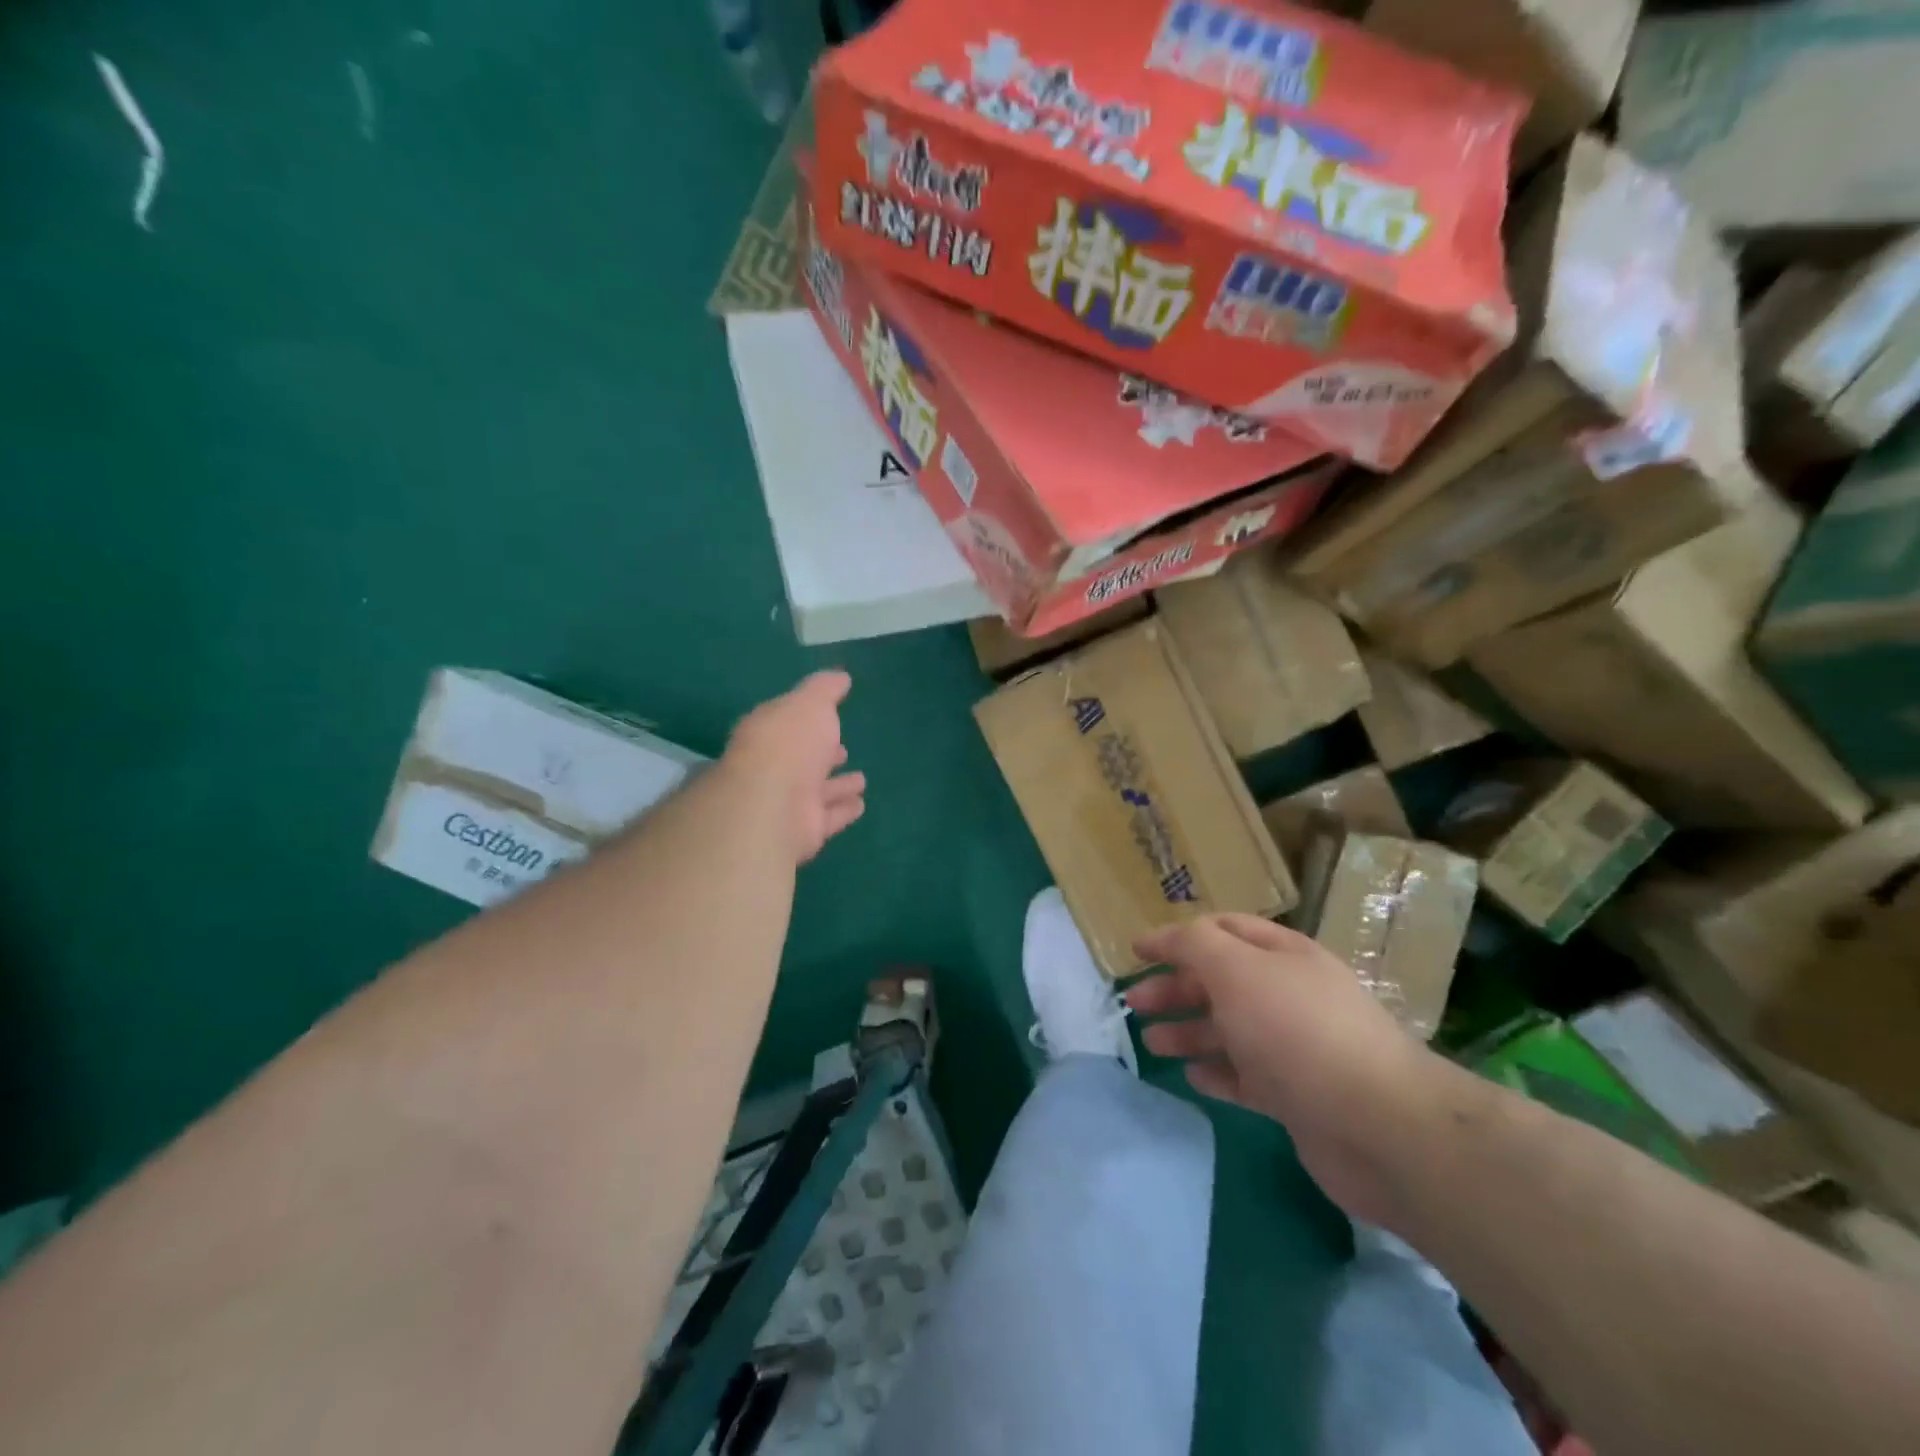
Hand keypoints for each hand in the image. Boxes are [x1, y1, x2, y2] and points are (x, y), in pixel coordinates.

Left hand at [724, 671, 865, 863]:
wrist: (772, 803)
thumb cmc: (789, 743)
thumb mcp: (810, 703)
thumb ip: (824, 689)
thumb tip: (840, 677)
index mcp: (770, 733)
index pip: (789, 726)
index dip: (809, 722)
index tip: (831, 720)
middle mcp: (775, 768)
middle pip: (802, 762)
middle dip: (822, 756)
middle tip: (842, 751)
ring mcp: (788, 802)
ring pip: (817, 792)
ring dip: (837, 786)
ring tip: (861, 780)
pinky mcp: (803, 831)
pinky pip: (829, 818)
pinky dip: (843, 811)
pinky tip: (861, 804)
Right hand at [1127, 915, 1440, 1225]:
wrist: (1378, 1125)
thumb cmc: (1297, 1031)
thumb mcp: (1236, 970)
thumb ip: (1195, 945)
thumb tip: (1169, 938)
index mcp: (1282, 955)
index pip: (1222, 930)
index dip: (1177, 937)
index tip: (1137, 952)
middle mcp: (1289, 994)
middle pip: (1221, 981)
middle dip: (1176, 988)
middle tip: (1136, 1003)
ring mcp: (1295, 1047)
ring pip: (1230, 1030)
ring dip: (1189, 1031)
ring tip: (1152, 1043)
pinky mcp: (1298, 1096)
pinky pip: (1246, 1076)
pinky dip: (1217, 1073)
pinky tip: (1193, 1077)